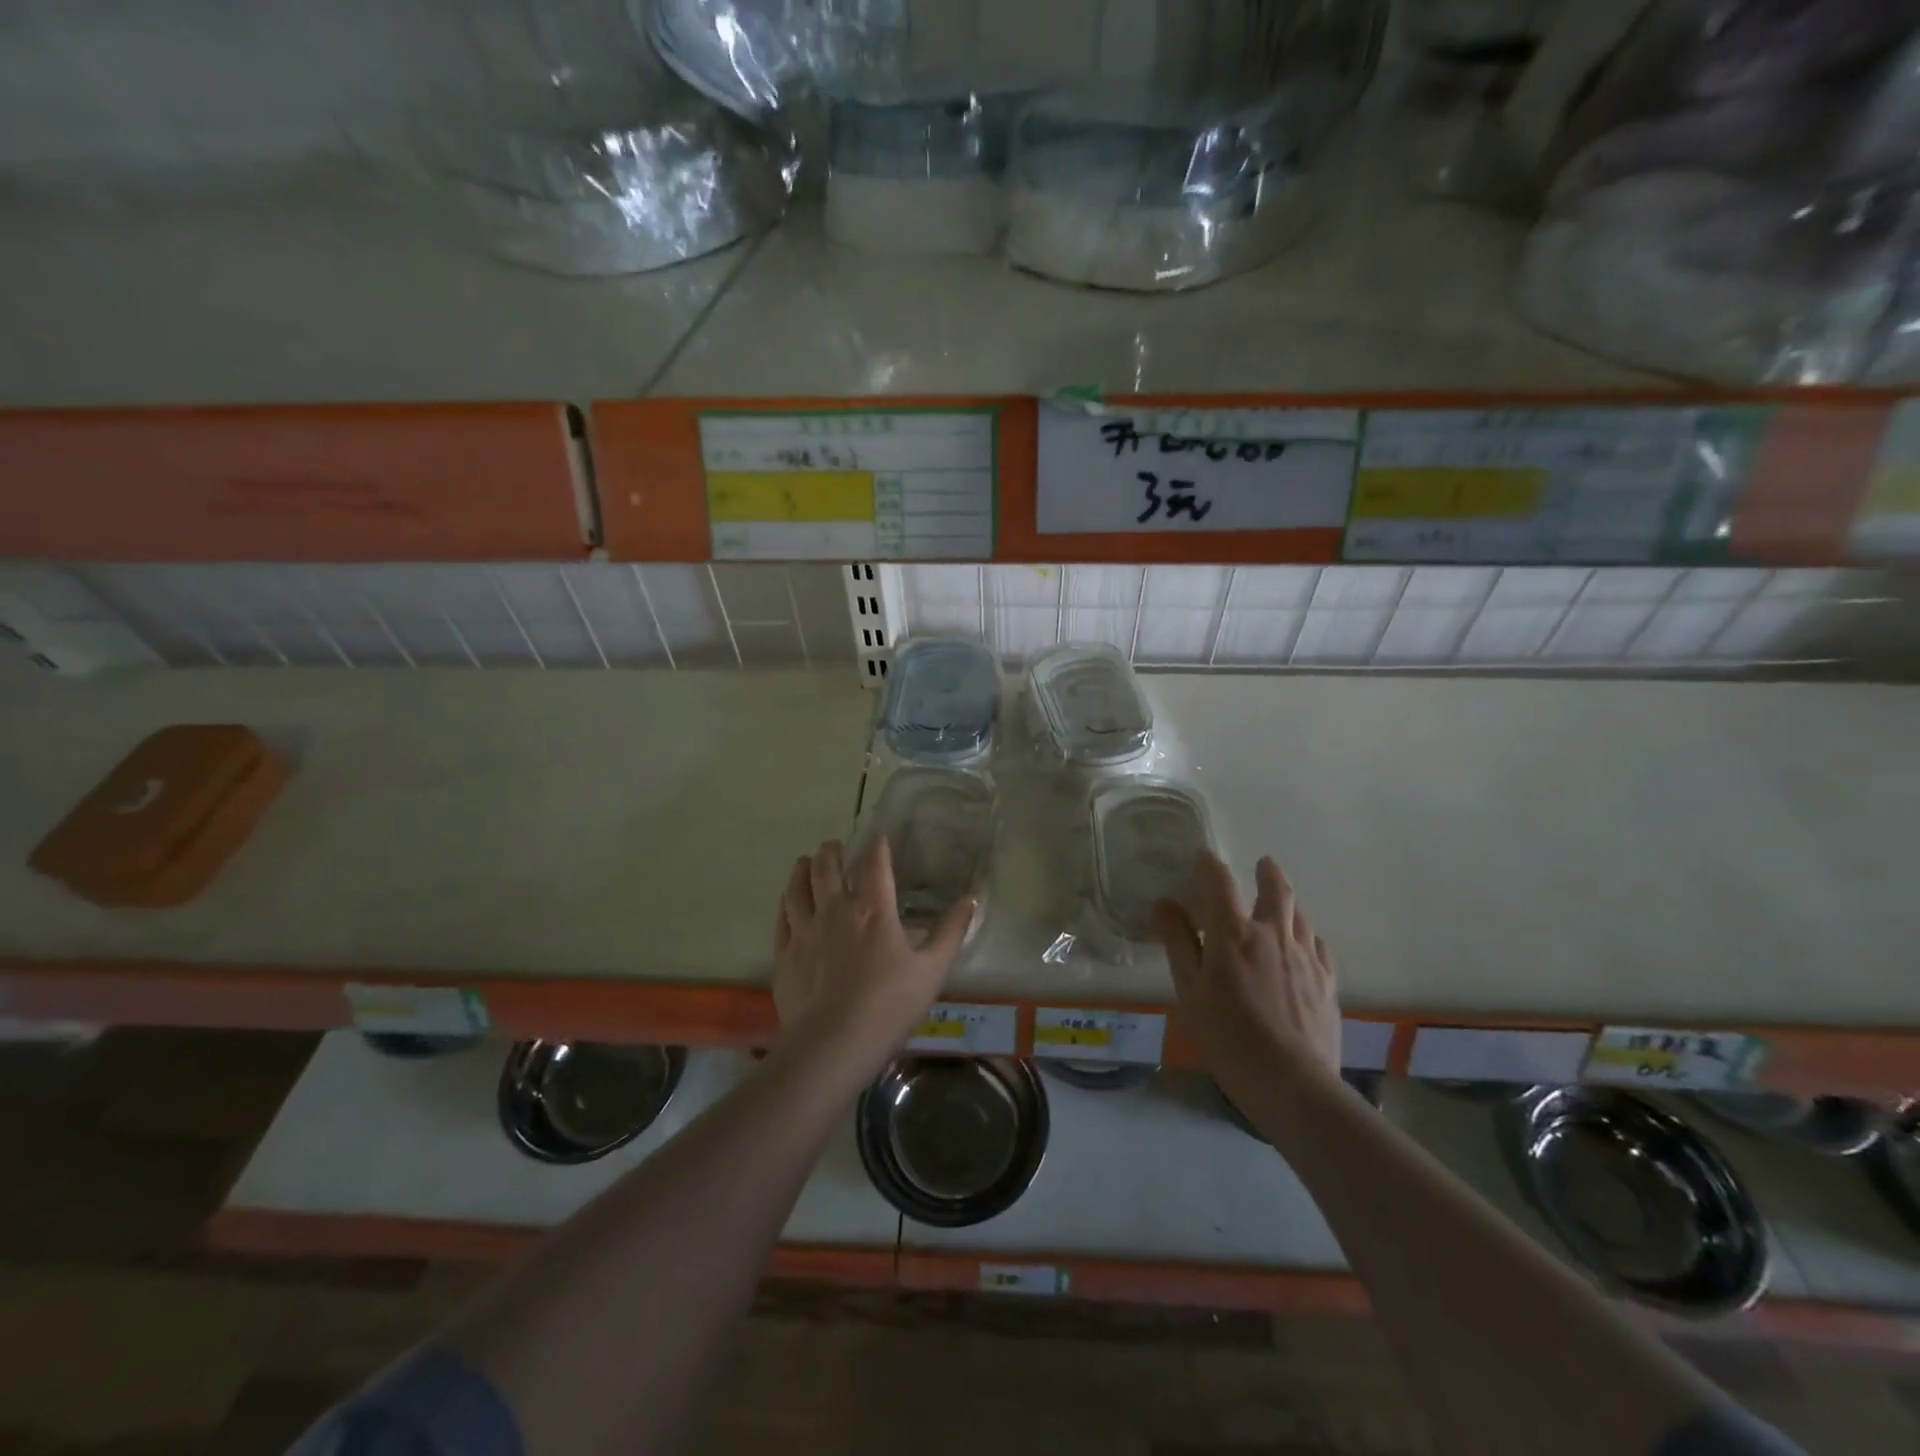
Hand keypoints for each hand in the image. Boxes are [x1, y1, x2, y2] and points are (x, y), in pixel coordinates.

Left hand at [772, 836, 974, 1068]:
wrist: (834, 1042)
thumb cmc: (890, 1004)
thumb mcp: (933, 969)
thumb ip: (951, 932)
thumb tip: (971, 899)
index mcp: (873, 910)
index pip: (874, 865)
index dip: (877, 847)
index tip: (878, 838)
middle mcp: (835, 910)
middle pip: (826, 868)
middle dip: (831, 851)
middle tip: (834, 845)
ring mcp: (805, 931)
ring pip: (798, 887)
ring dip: (803, 870)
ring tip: (805, 862)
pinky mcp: (785, 954)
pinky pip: (782, 917)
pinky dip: (786, 901)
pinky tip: (788, 900)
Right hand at [1155, 851, 1341, 1108]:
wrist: (1292, 1083)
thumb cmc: (1228, 1037)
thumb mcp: (1189, 991)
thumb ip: (1178, 943)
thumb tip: (1164, 903)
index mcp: (1234, 934)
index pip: (1219, 883)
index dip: (1209, 864)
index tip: (1203, 855)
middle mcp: (1273, 934)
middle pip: (1275, 890)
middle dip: (1267, 872)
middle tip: (1263, 863)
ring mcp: (1305, 957)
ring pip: (1300, 914)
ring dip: (1288, 899)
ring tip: (1282, 899)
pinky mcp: (1327, 981)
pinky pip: (1318, 944)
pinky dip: (1307, 932)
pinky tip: (1304, 941)